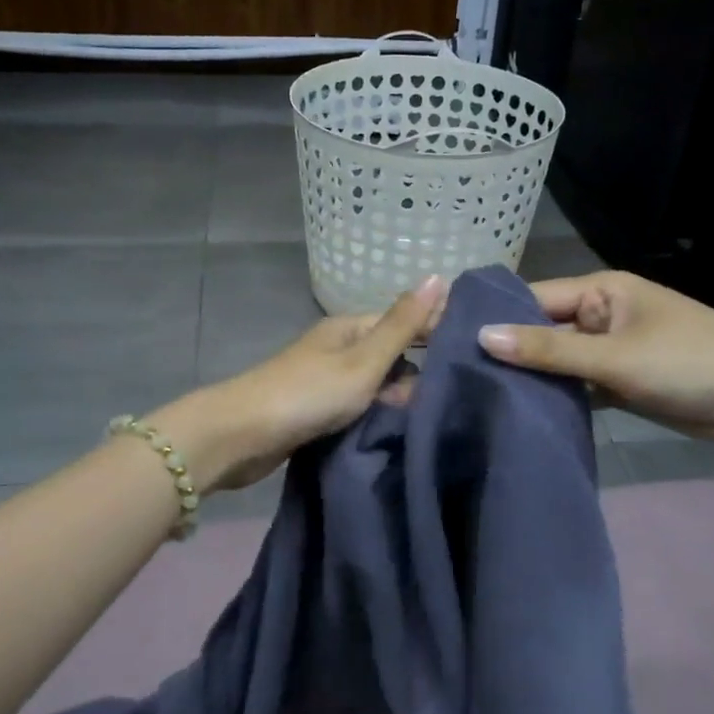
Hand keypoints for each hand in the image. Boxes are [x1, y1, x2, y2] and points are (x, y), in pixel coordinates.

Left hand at [150, 275, 447, 493]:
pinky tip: (399, 430)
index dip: (436, 334)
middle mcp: (340, 348)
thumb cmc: (308, 394)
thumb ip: (402, 325)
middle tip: (455, 398)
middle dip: (420, 373)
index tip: (473, 355)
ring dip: (400, 398)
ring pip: (377, 384)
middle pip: (392, 354)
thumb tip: (438, 276)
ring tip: (433, 418)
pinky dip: (378, 415)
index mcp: (350, 328)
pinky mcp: (318, 411)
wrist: (241, 436)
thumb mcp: (363, 360)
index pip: (405, 322)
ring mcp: (327, 380)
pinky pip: (360, 407)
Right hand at [476, 271, 713, 450]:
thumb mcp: (614, 356)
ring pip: (560, 360)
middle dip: (510, 351)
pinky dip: (560, 396)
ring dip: (533, 377)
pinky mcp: (623, 382)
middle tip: (457, 376)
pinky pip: (580, 384)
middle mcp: (603, 314)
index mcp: (602, 290)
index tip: (450, 341)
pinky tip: (524, 413)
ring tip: (479, 396)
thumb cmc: (688, 363)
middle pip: (544, 330)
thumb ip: (549, 349)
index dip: (495, 318)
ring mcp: (613, 350)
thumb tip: (482, 337)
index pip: (534, 298)